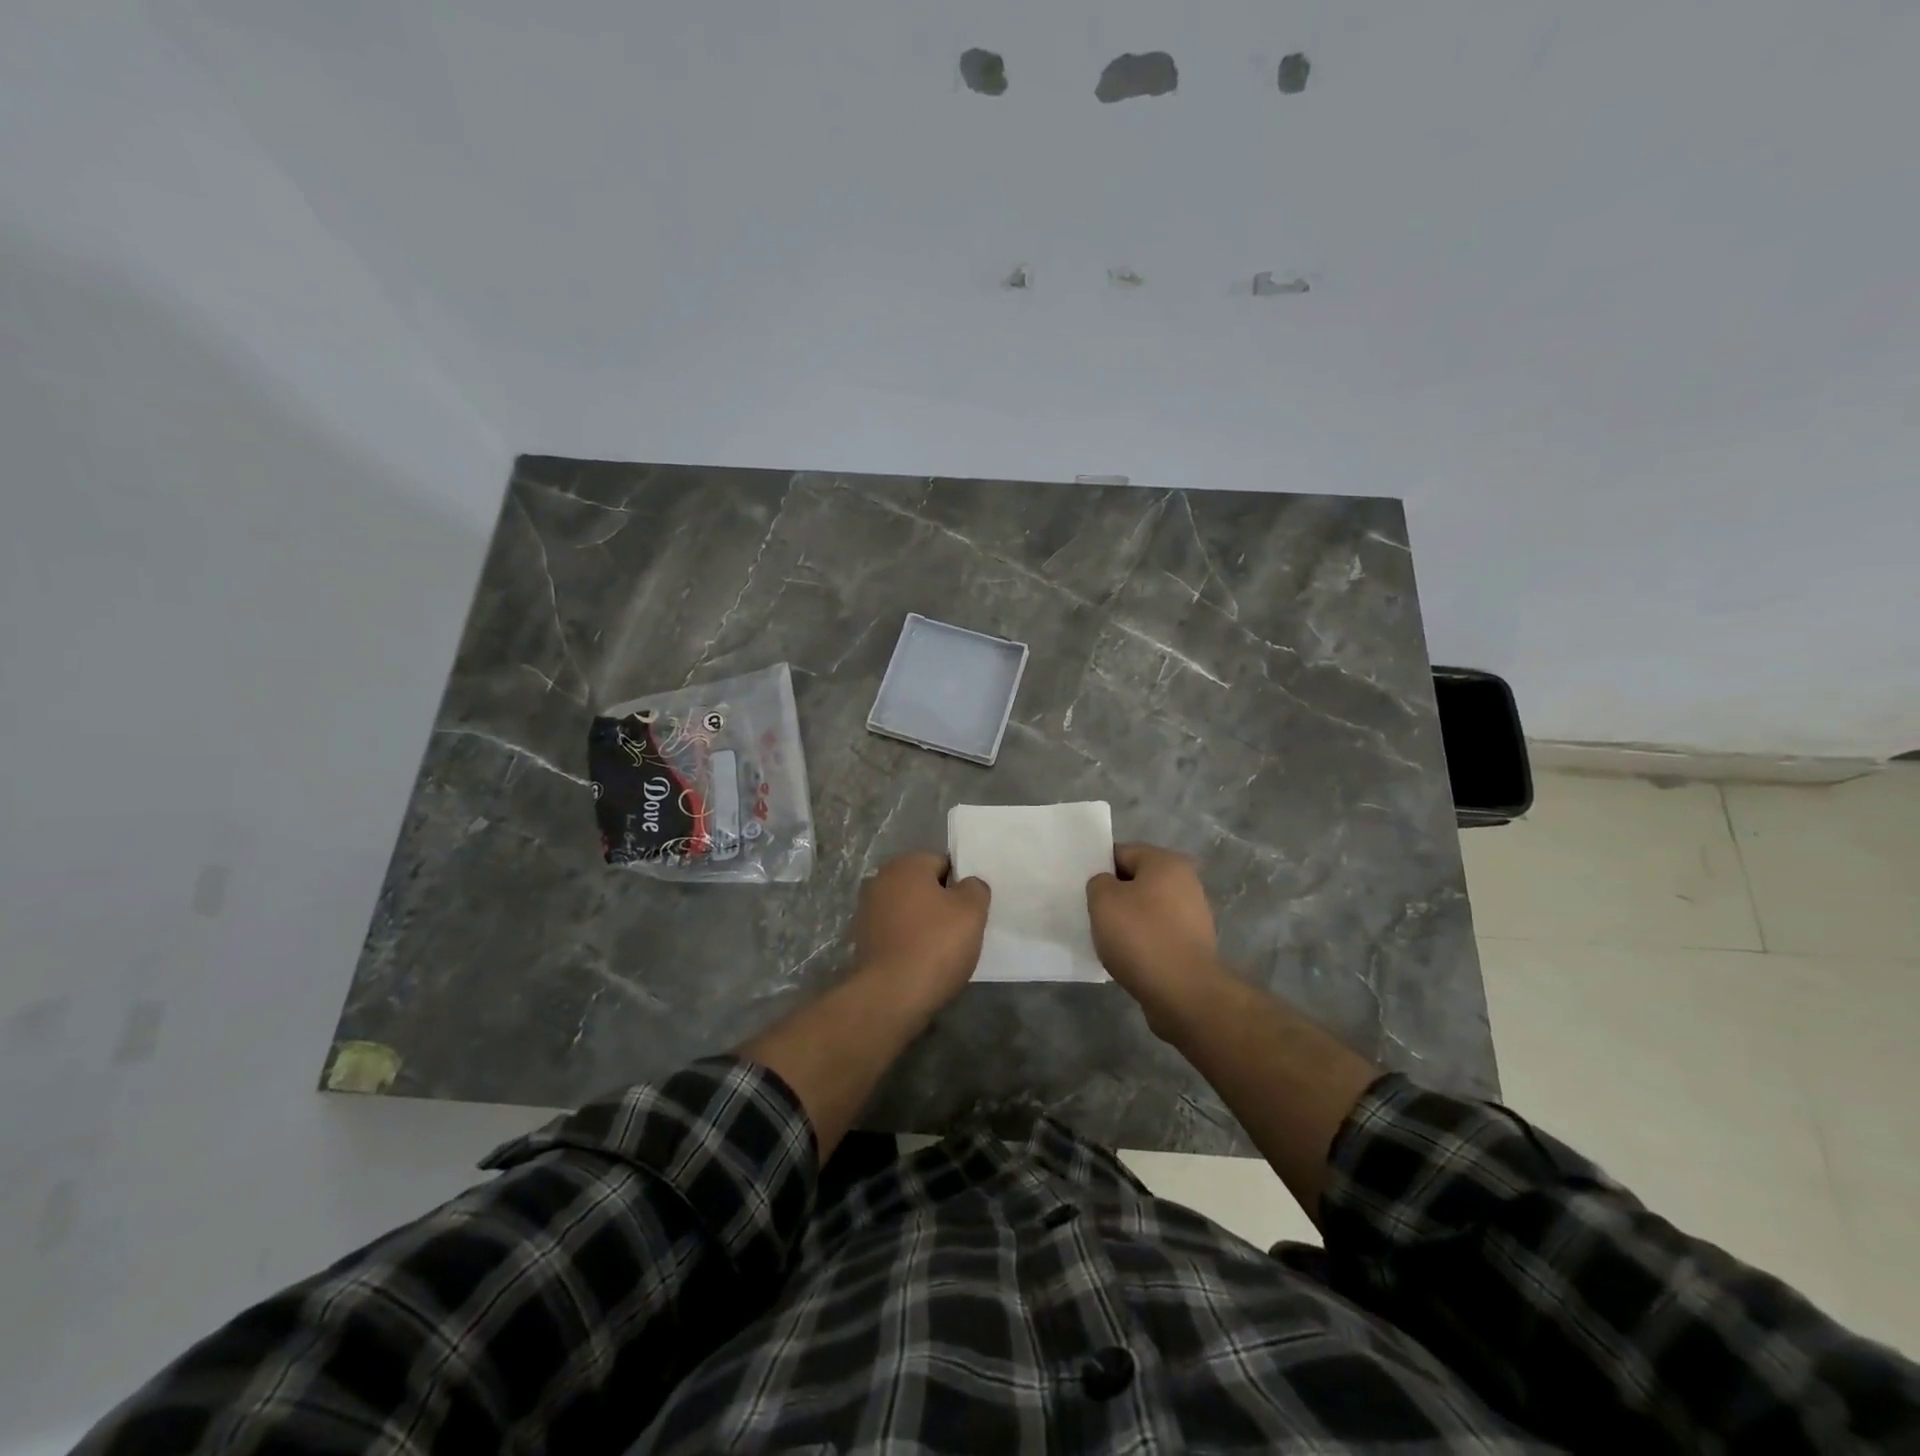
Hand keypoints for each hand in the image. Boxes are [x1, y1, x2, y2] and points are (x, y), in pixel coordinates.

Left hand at [852, 852, 990, 1011]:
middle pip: (923, 887)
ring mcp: (867, 911)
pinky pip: (896, 934)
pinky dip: (908, 943)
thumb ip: (975, 888)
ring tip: (942, 951)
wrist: (890, 996)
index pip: (943, 863)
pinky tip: (921, 963)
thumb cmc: (935, 944)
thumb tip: (968, 885)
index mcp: (906, 865)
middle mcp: (881, 880)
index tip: (971, 910)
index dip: (960, 885)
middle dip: (941, 904)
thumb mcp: (972, 911)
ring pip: (909, 911)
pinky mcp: (862, 941)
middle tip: (961, 931)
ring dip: (924, 924)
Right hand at [1087, 843, 1224, 1034]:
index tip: (1083, 889)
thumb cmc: (1141, 936)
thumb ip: (1098, 882)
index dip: (1098, 868)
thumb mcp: (1103, 900)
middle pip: (1136, 881)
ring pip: (1147, 909)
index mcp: (1166, 862)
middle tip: (1092, 914)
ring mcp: (1193, 915)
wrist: (1183, 993)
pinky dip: (1142, 942)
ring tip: (1107, 939)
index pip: (1122, 852)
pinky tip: (1127, 957)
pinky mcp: (1193, 944)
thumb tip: (1108, 886)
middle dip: (1114, 896)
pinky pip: (1158, 934)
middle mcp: (1186, 882)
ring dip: (1127, 921)